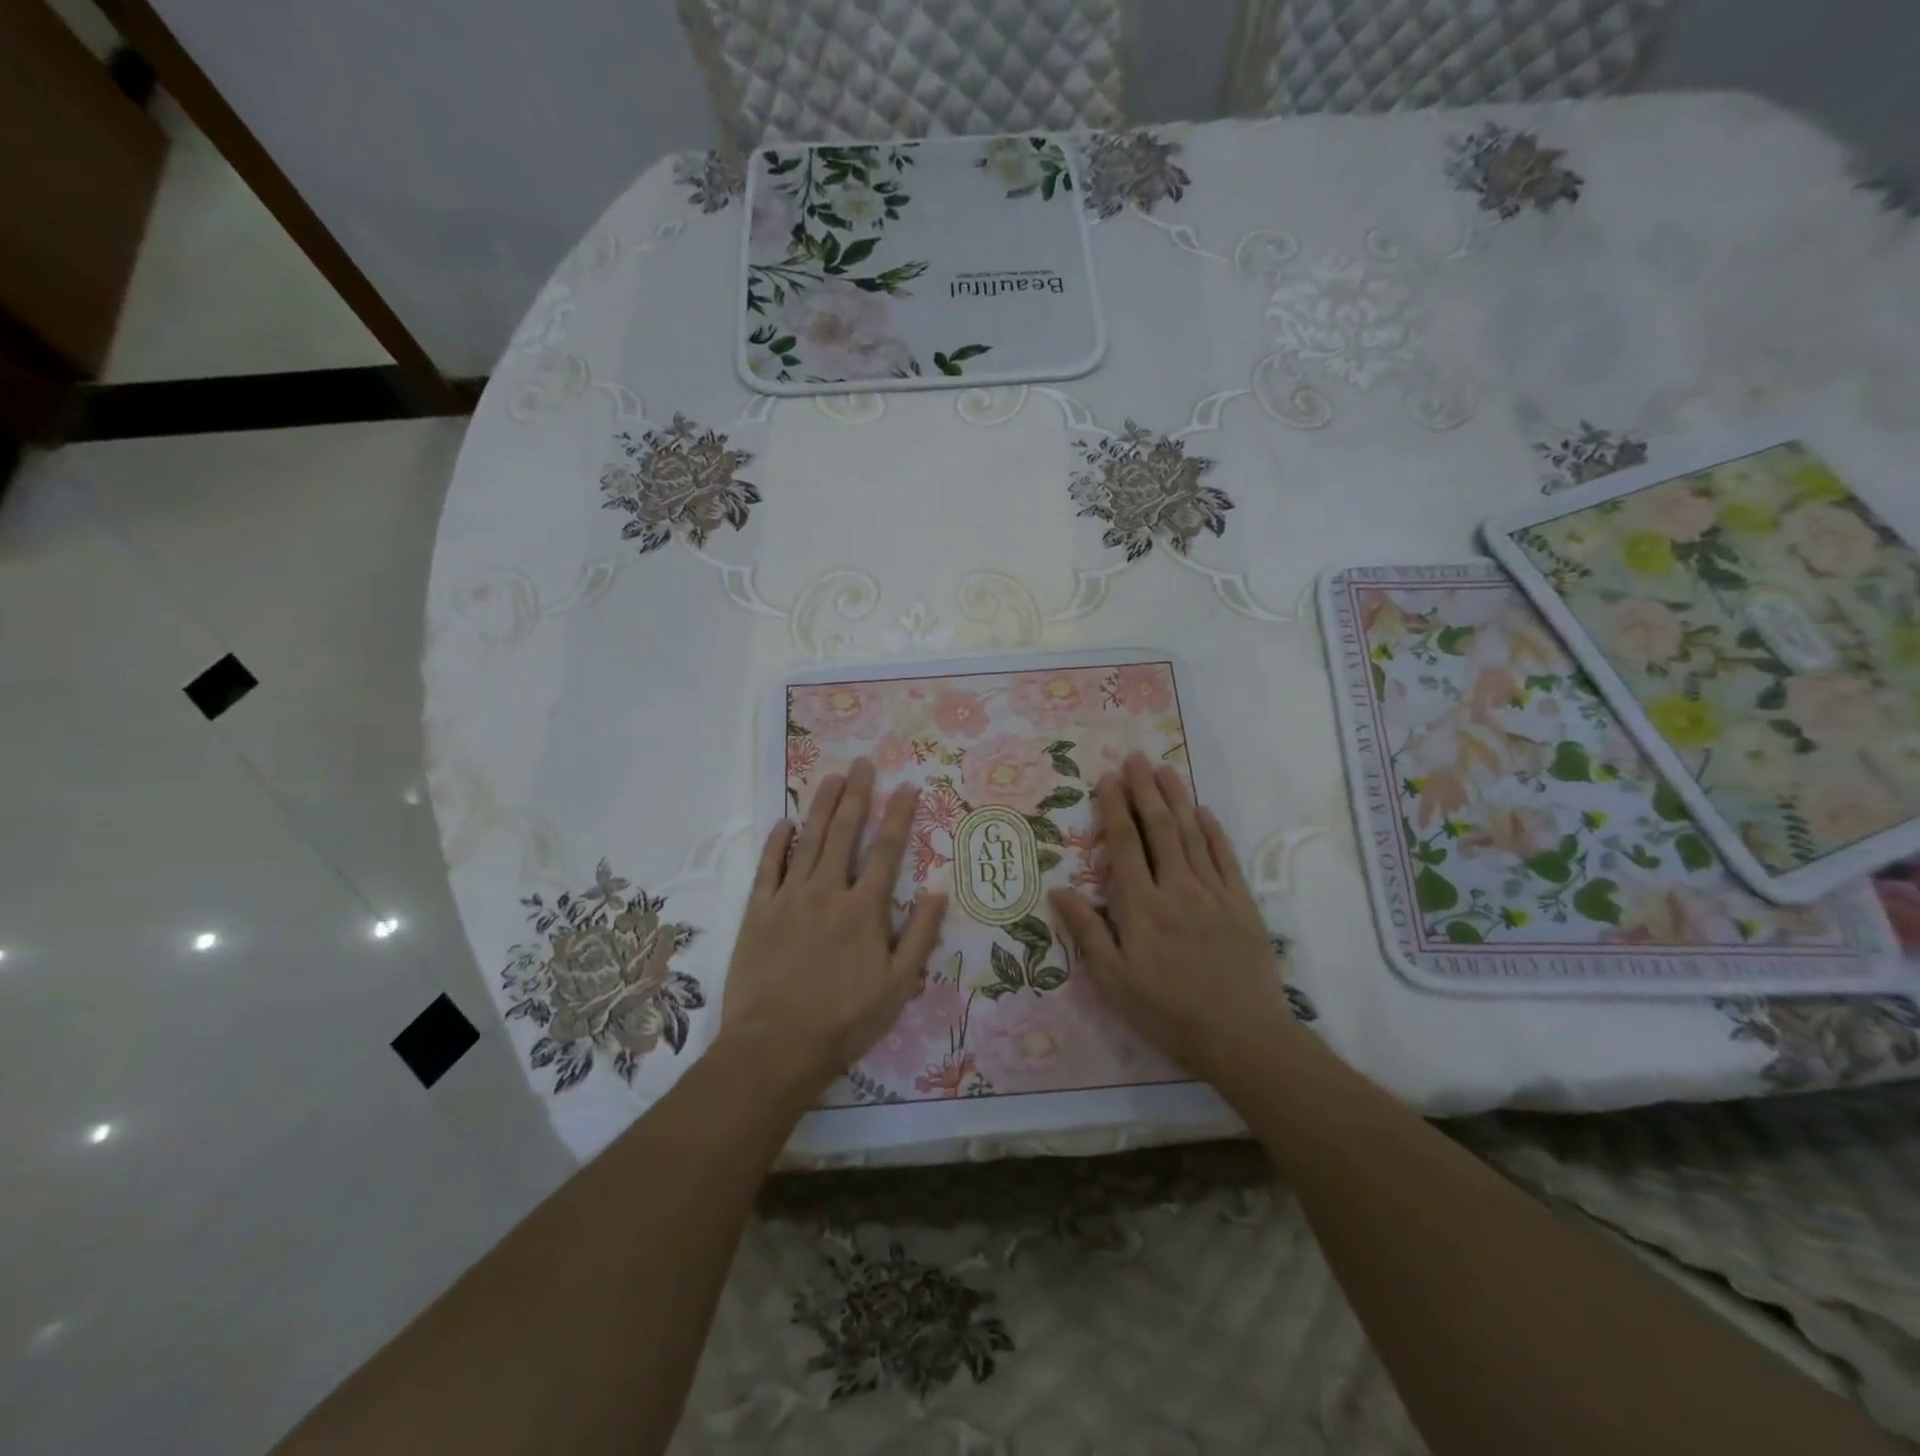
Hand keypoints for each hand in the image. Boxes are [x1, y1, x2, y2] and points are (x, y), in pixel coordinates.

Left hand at [721, 758, 948, 1094]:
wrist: (776, 1045)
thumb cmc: (845, 1020)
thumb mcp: (898, 986)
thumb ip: (920, 937)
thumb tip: (939, 893)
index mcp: (865, 909)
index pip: (887, 851)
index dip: (898, 815)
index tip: (906, 786)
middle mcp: (828, 892)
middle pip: (844, 833)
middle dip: (856, 795)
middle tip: (862, 763)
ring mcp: (789, 898)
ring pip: (807, 841)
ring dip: (820, 806)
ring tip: (830, 777)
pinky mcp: (757, 912)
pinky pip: (767, 868)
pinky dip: (776, 843)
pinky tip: (783, 822)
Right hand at [1050, 753, 1297, 1086]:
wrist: (1242, 1036)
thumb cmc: (1168, 1012)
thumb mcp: (1114, 981)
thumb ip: (1087, 932)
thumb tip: (1058, 890)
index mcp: (1141, 906)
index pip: (1124, 844)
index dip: (1114, 808)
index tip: (1108, 779)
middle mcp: (1176, 888)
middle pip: (1159, 828)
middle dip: (1145, 790)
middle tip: (1135, 758)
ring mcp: (1212, 893)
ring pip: (1191, 834)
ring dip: (1177, 799)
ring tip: (1165, 770)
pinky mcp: (1241, 904)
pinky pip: (1224, 857)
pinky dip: (1213, 831)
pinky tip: (1204, 812)